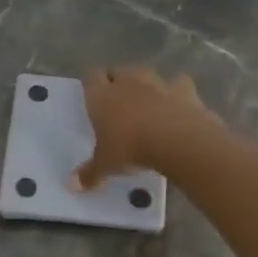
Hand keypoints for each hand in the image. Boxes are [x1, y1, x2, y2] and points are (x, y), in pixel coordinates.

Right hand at [72, 66, 216, 189]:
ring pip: (146, 73)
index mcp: (102, 96)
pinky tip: (176, 105)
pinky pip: (178, 84)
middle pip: (118, 71)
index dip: (92, 84)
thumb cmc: (131, 148)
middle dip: (117, 81)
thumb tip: (73, 185)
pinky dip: (176, 92)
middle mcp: (127, 82)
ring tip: (146, 103)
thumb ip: (90, 173)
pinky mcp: (184, 88)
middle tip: (117, 101)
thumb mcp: (106, 165)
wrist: (177, 140)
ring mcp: (157, 82)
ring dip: (145, 85)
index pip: (91, 77)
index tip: (93, 95)